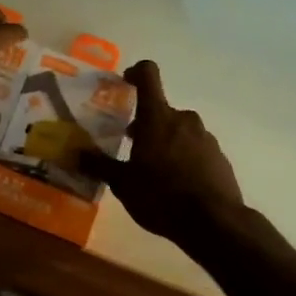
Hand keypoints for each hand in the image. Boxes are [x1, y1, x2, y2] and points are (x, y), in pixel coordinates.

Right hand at [79, 60, 253, 249]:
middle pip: (160, 110)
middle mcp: (184, 119)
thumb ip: (99, 165)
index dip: (136, 72)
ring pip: (179, 130)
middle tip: (131, 148)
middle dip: (145, 124)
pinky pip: (196, 149)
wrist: (215, 223)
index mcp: (157, 117)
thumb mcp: (123, 184)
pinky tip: (177, 185)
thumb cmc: (161, 196)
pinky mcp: (219, 157)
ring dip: (165, 142)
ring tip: (154, 173)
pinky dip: (184, 158)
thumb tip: (75, 153)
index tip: (125, 82)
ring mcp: (205, 137)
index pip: (148, 74)